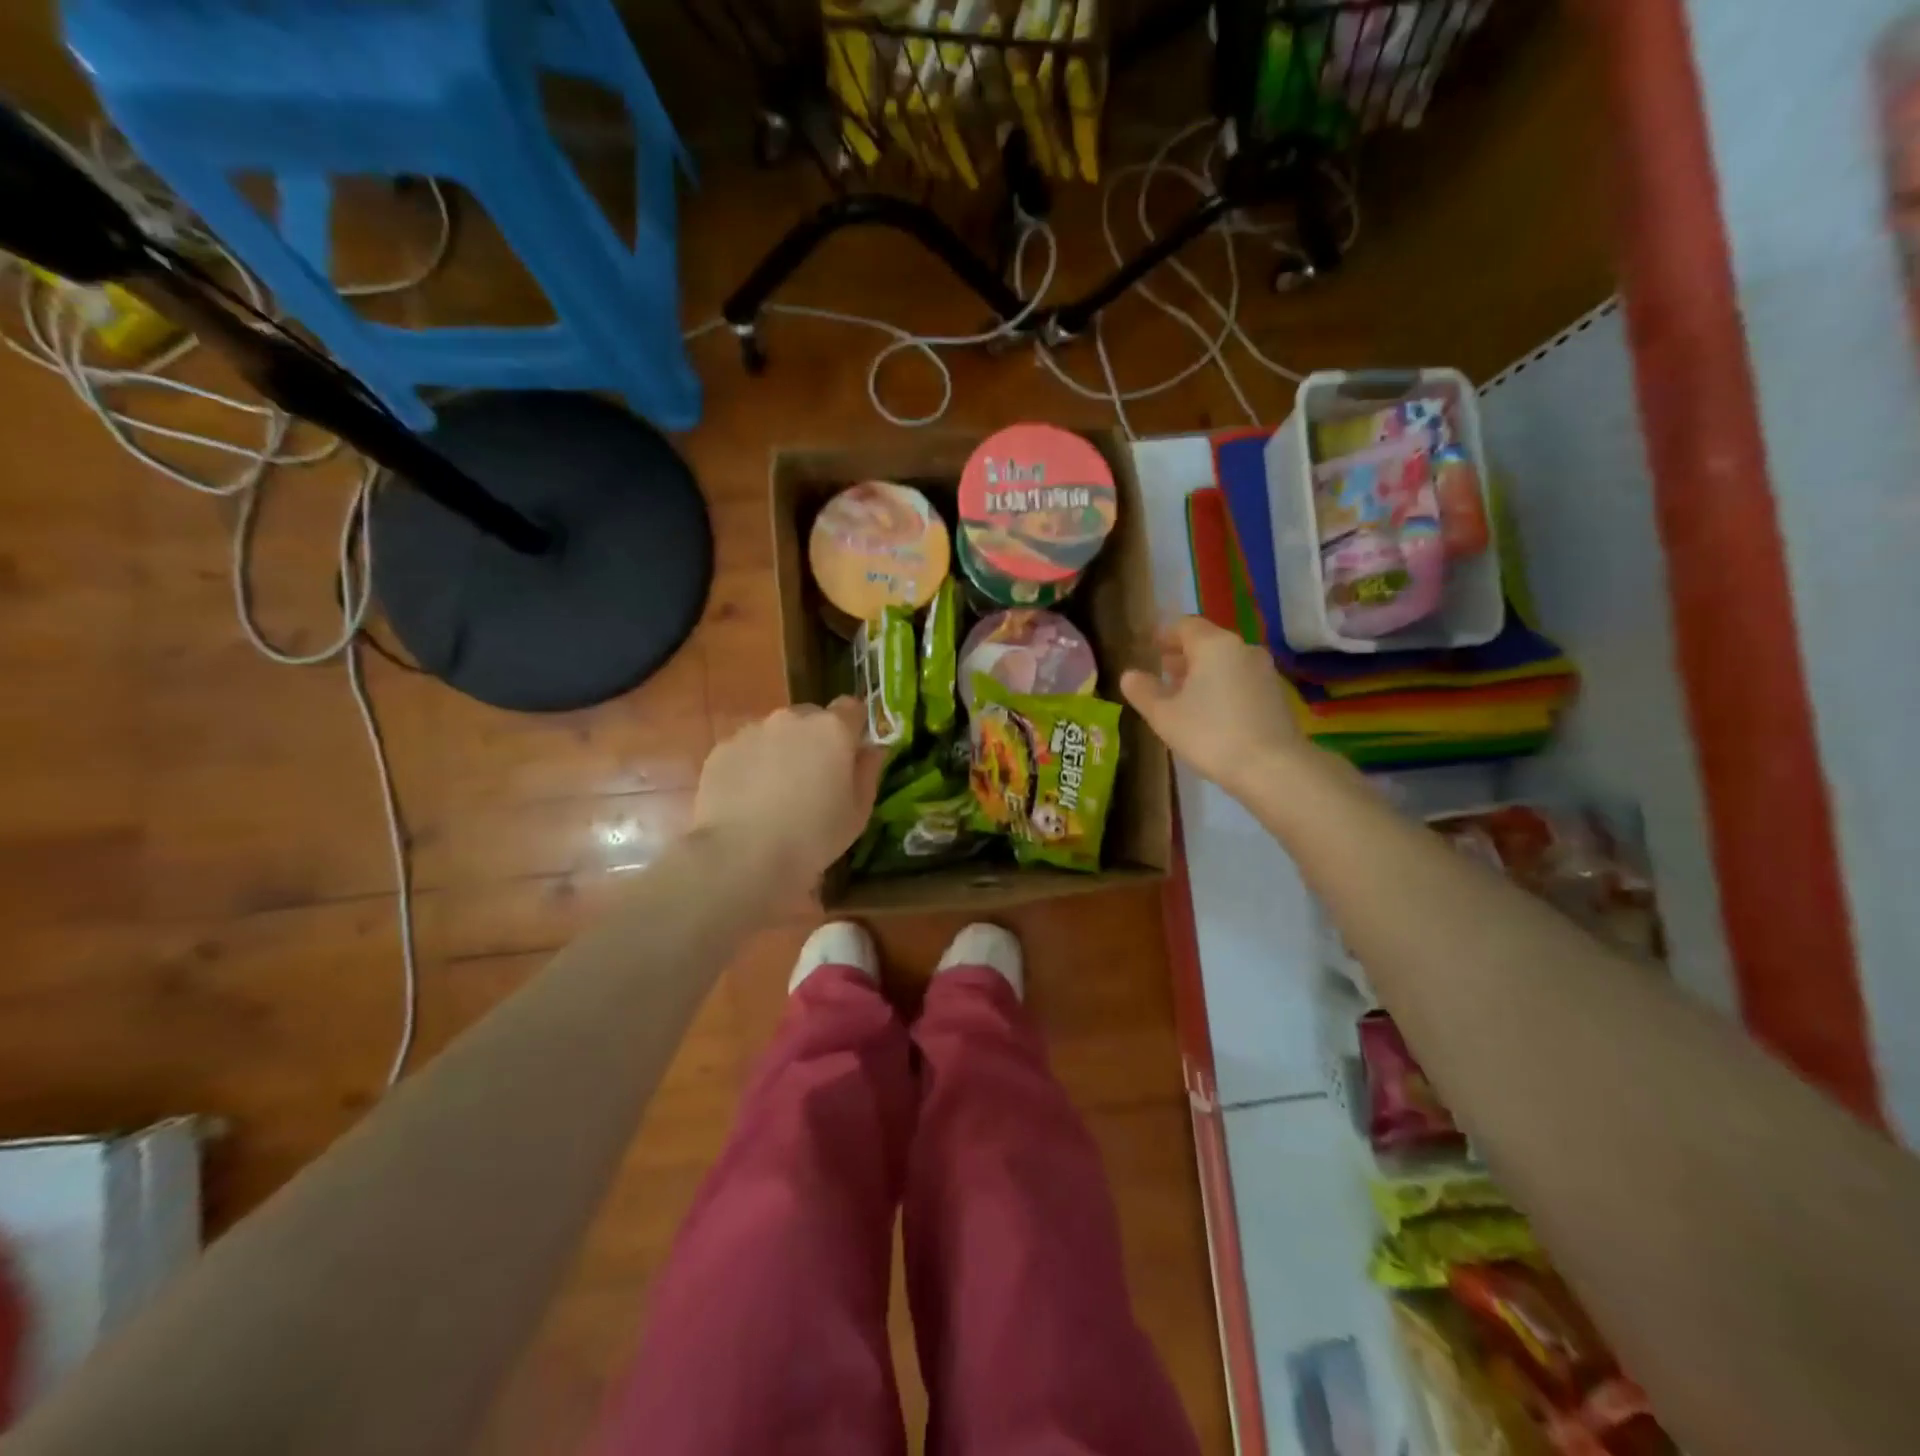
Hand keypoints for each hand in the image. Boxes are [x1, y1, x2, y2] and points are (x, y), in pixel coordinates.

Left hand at [693, 698, 885, 887]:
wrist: (743, 854)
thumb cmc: (813, 836)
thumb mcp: (858, 812)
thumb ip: (868, 772)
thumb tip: (871, 750)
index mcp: (833, 729)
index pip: (851, 707)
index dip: (853, 728)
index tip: (850, 754)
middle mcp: (792, 719)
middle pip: (811, 717)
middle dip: (815, 739)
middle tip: (813, 778)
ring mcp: (753, 731)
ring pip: (775, 732)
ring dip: (781, 751)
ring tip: (775, 793)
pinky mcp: (722, 749)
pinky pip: (746, 749)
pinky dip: (751, 765)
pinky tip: (748, 799)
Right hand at [1120, 616, 1307, 791]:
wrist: (1273, 768)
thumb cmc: (1211, 735)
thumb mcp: (1164, 716)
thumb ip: (1143, 692)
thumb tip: (1129, 675)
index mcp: (1214, 645)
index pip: (1184, 625)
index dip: (1164, 635)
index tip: (1149, 648)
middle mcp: (1242, 649)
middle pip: (1207, 642)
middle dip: (1182, 655)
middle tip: (1161, 673)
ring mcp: (1264, 671)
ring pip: (1225, 662)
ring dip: (1202, 672)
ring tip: (1182, 696)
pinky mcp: (1276, 694)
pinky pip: (1241, 679)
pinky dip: (1222, 686)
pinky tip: (1210, 712)